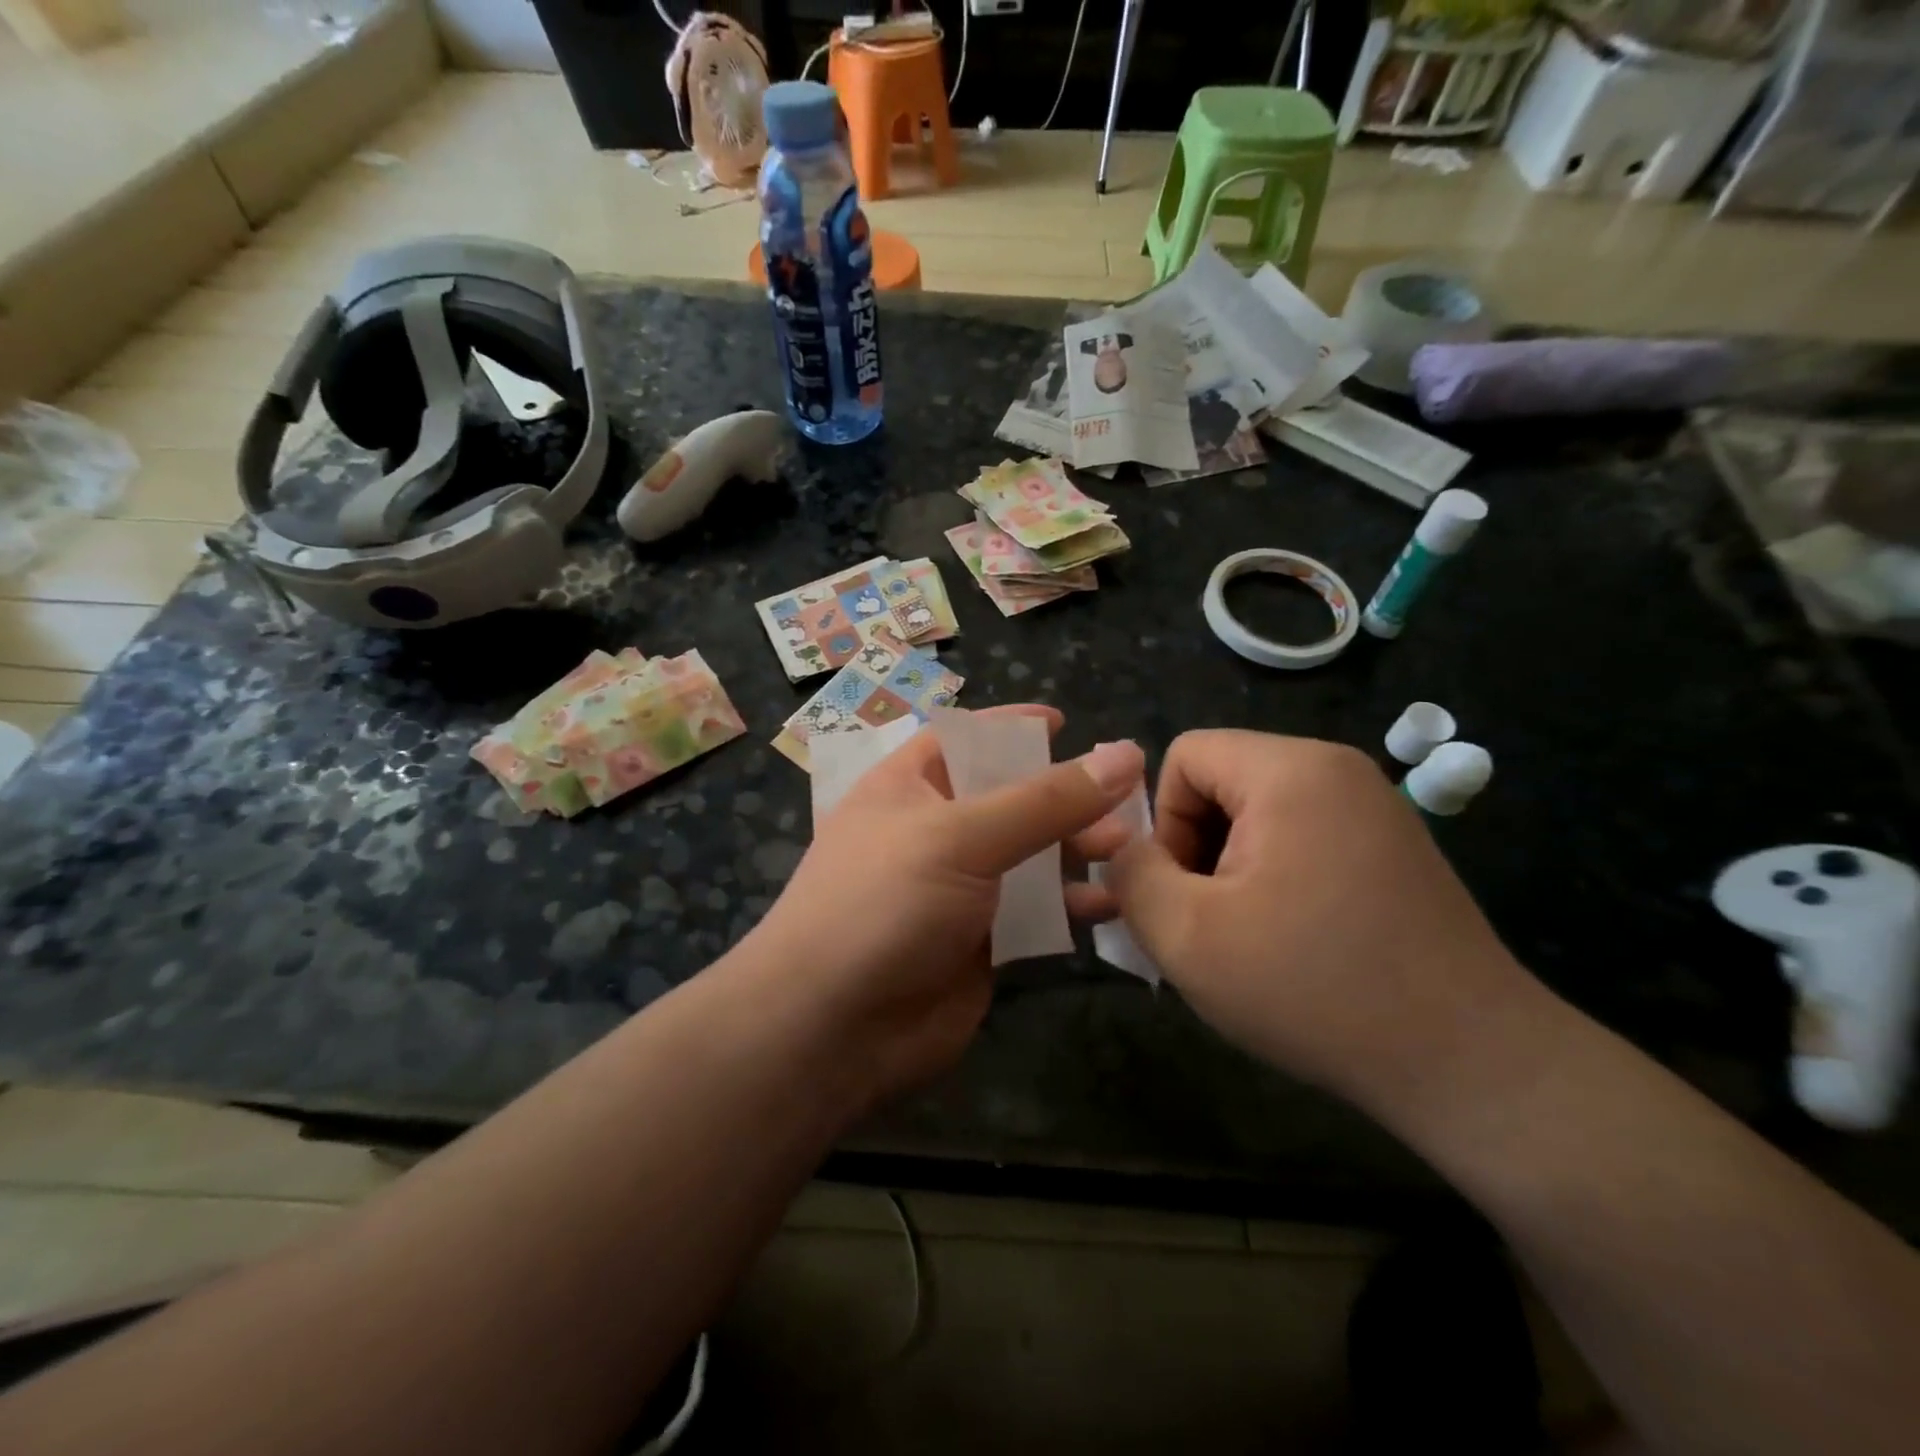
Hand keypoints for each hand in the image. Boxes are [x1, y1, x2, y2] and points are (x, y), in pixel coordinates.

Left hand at [740, 707, 1143, 1112]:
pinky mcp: (982, 942)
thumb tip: (1125, 754)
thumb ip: (1045, 800)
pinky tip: (1109, 906)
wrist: (830, 1030)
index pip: (967, 738)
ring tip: (1125, 851)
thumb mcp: (961, 836)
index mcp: (910, 786)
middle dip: (1064, 797)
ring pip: (1031, 857)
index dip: (1013, 728)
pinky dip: (1071, 905)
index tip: (1066, 723)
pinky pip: (1036, 912)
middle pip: (1011, 798)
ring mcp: (959, 889)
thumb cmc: (884, 905)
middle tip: (1124, 801)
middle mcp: (935, 831)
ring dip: (1076, 850)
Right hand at [1101, 730, 1536, 1119]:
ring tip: (1245, 940)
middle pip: (1222, 782)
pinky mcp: (1394, 849)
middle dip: (1196, 849)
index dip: (1162, 822)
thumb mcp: (1187, 936)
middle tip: (1209, 924)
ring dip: (1232, 870)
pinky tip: (1292, 943)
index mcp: (1290, 770)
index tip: (1184, 893)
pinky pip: (1304, 839)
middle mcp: (1337, 770)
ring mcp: (1374, 809)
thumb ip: (1132, 876)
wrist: (1471, 1066)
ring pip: (1260, 815)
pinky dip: (1276, 880)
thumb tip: (1126, 849)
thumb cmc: (1314, 989)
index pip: (1185, 756)